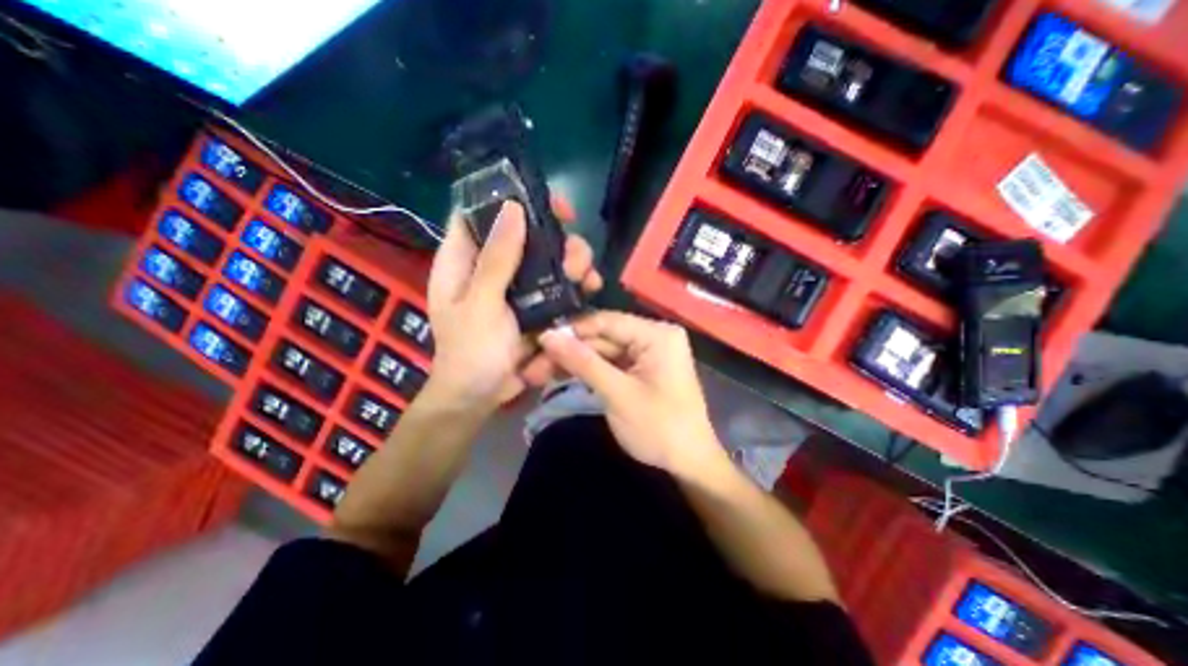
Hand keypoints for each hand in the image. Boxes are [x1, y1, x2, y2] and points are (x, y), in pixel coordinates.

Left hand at [421, 200, 599, 414]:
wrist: (483, 396)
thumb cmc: (471, 352)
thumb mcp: (480, 305)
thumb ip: (496, 261)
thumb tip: (512, 208)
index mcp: (463, 260)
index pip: (480, 212)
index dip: (509, 198)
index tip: (547, 203)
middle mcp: (491, 266)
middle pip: (525, 233)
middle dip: (556, 237)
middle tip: (575, 255)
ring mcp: (516, 286)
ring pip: (547, 258)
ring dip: (572, 261)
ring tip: (587, 277)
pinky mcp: (535, 304)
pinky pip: (557, 284)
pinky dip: (575, 283)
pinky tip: (590, 288)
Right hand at [538, 310, 722, 475]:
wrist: (689, 464)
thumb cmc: (660, 428)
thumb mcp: (618, 393)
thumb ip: (582, 362)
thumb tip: (548, 336)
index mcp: (657, 334)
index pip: (606, 321)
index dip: (571, 330)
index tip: (538, 341)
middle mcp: (653, 336)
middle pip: (602, 337)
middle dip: (569, 351)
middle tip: (533, 366)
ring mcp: (647, 353)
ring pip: (602, 351)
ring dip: (574, 363)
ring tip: (538, 373)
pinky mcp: (640, 369)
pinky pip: (610, 364)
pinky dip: (588, 372)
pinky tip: (561, 375)